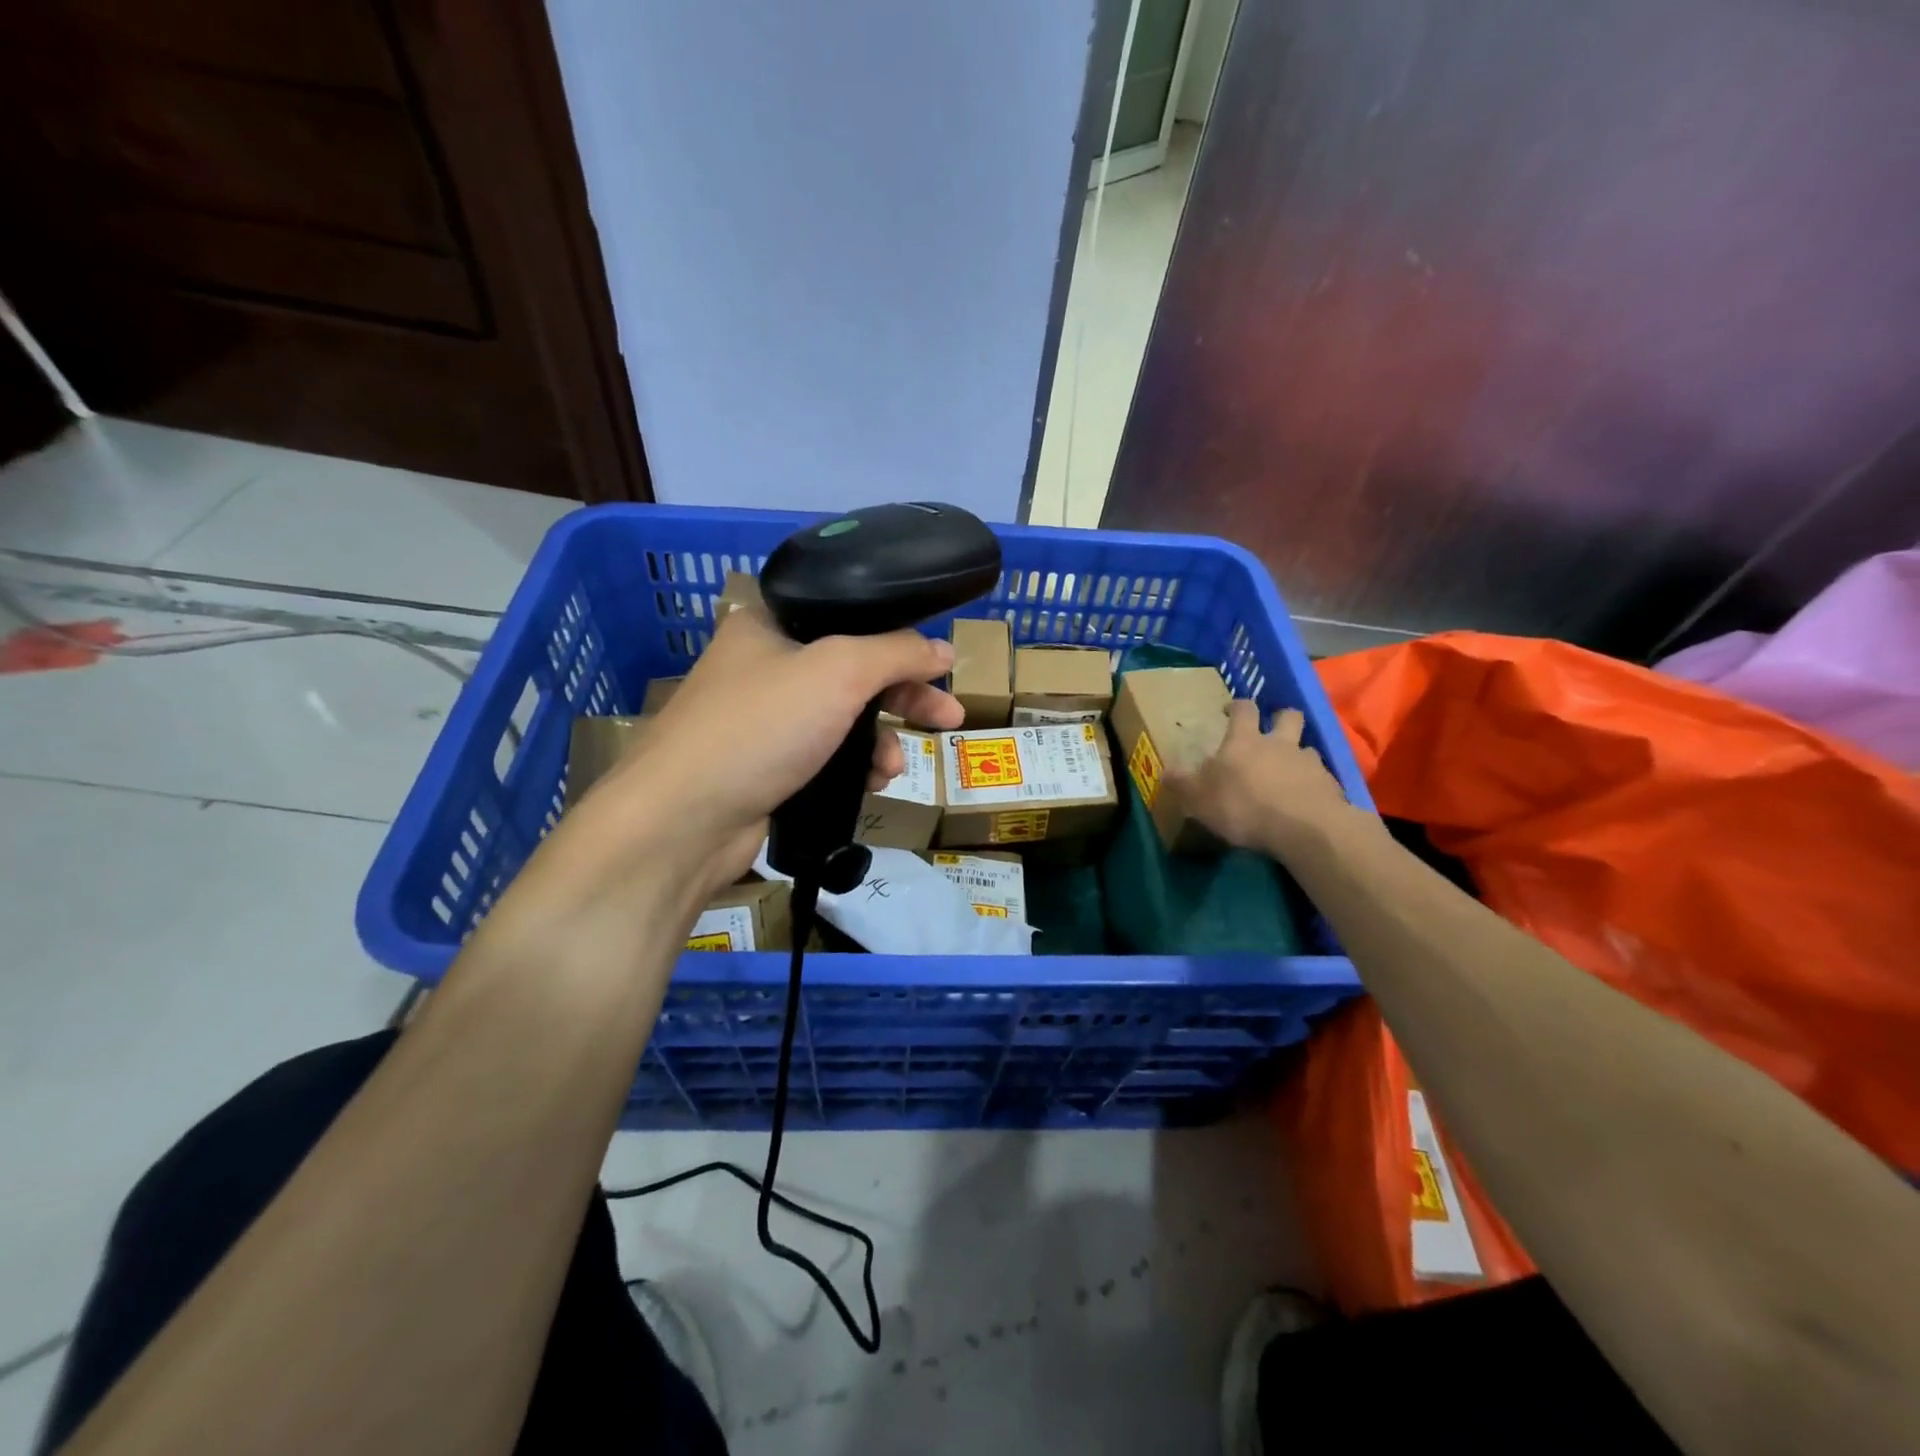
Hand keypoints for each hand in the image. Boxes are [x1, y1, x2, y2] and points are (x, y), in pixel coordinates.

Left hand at [564, 606, 961, 899]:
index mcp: (769, 625)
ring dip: (879, 740)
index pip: (849, 616)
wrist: (683, 821)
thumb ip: (897, 652)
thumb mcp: (839, 671)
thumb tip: (943, 650)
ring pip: (843, 720)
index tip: (939, 665)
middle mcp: (763, 667)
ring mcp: (762, 721)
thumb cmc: (761, 727)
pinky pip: (825, 757)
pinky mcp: (765, 768)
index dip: (899, 638)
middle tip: (950, 717)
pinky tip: (870, 784)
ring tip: (892, 767)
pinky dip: (853, 767)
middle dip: (904, 696)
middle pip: (853, 671)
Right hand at [1168, 701, 1356, 862]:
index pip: (1243, 710)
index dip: (1237, 706)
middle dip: (1280, 718)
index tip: (1230, 710)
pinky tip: (1305, 801)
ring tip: (1289, 773)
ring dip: (1299, 755)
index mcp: (1245, 741)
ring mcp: (1309, 762)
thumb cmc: (1244, 806)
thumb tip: (1164, 772)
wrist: (1304, 828)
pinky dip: (1313, 784)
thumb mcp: (1200, 799)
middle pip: (1288, 716)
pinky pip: (1322, 778)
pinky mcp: (1330, 785)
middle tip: (1272, 730)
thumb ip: (1183, 784)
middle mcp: (1279, 743)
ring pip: (1307, 748)